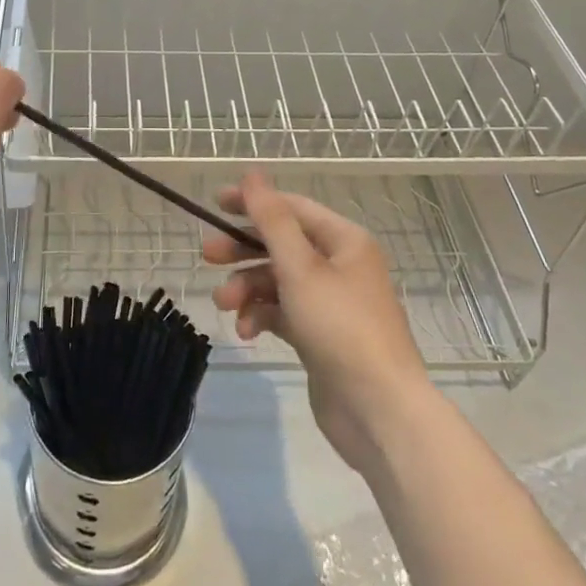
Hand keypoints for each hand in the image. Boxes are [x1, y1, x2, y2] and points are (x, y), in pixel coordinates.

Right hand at [203, 173, 428, 474]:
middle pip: (281, 244)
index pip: (291, 207)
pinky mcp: (320, 335)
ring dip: (248, 288)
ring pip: (278, 281)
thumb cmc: (341, 327)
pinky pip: (283, 312)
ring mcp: (330, 303)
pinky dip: (262, 316)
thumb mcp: (300, 268)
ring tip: (225, 305)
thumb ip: (272, 219)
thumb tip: (253, 174)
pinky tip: (247, 332)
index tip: (214, 204)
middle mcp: (339, 266)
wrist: (379, 411)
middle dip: (243, 250)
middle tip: (207, 256)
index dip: (252, 203)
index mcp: (343, 241)